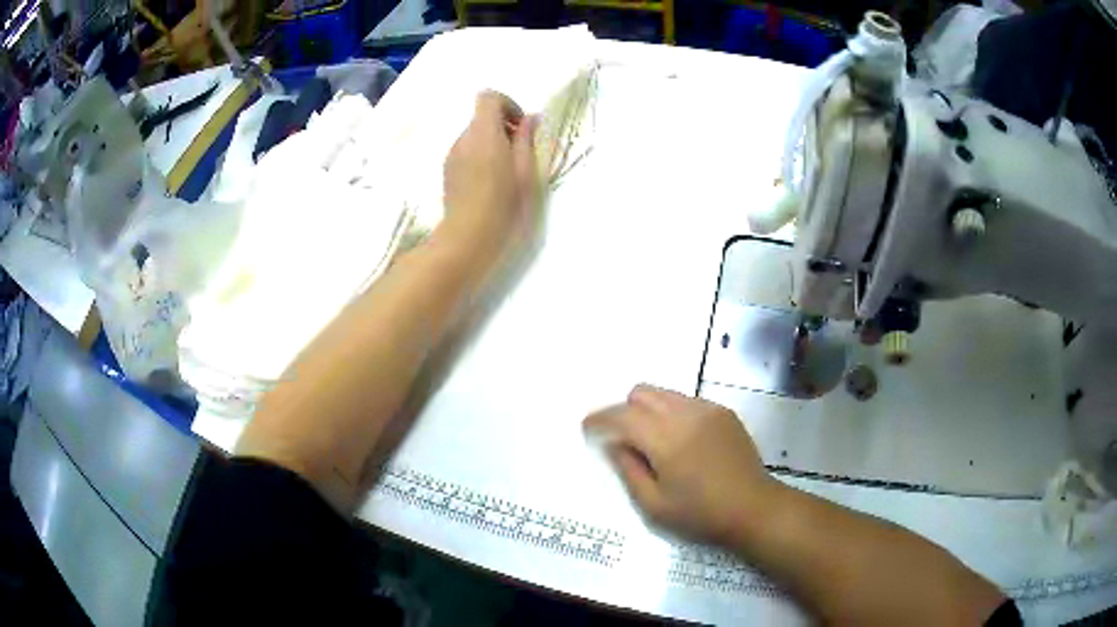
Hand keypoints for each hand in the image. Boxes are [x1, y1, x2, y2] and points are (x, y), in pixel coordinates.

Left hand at [442, 91, 539, 264]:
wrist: (467, 239)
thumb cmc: (504, 206)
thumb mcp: (526, 171)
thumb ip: (526, 140)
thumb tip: (530, 118)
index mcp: (484, 133)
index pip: (488, 97)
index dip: (508, 105)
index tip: (521, 127)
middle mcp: (463, 138)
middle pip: (481, 117)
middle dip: (502, 127)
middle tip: (520, 154)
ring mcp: (452, 155)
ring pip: (474, 136)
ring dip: (492, 144)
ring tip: (506, 173)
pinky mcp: (447, 172)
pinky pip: (466, 152)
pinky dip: (480, 157)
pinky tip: (490, 184)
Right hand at [583, 385, 779, 546]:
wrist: (754, 509)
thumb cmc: (701, 515)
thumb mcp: (654, 505)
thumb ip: (628, 470)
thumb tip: (613, 444)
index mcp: (667, 439)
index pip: (623, 416)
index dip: (600, 419)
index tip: (587, 428)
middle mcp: (686, 414)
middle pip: (642, 393)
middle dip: (624, 411)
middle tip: (622, 439)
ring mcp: (708, 409)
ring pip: (665, 393)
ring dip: (648, 410)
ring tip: (652, 441)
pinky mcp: (723, 412)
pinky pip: (686, 401)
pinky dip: (672, 414)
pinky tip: (681, 442)